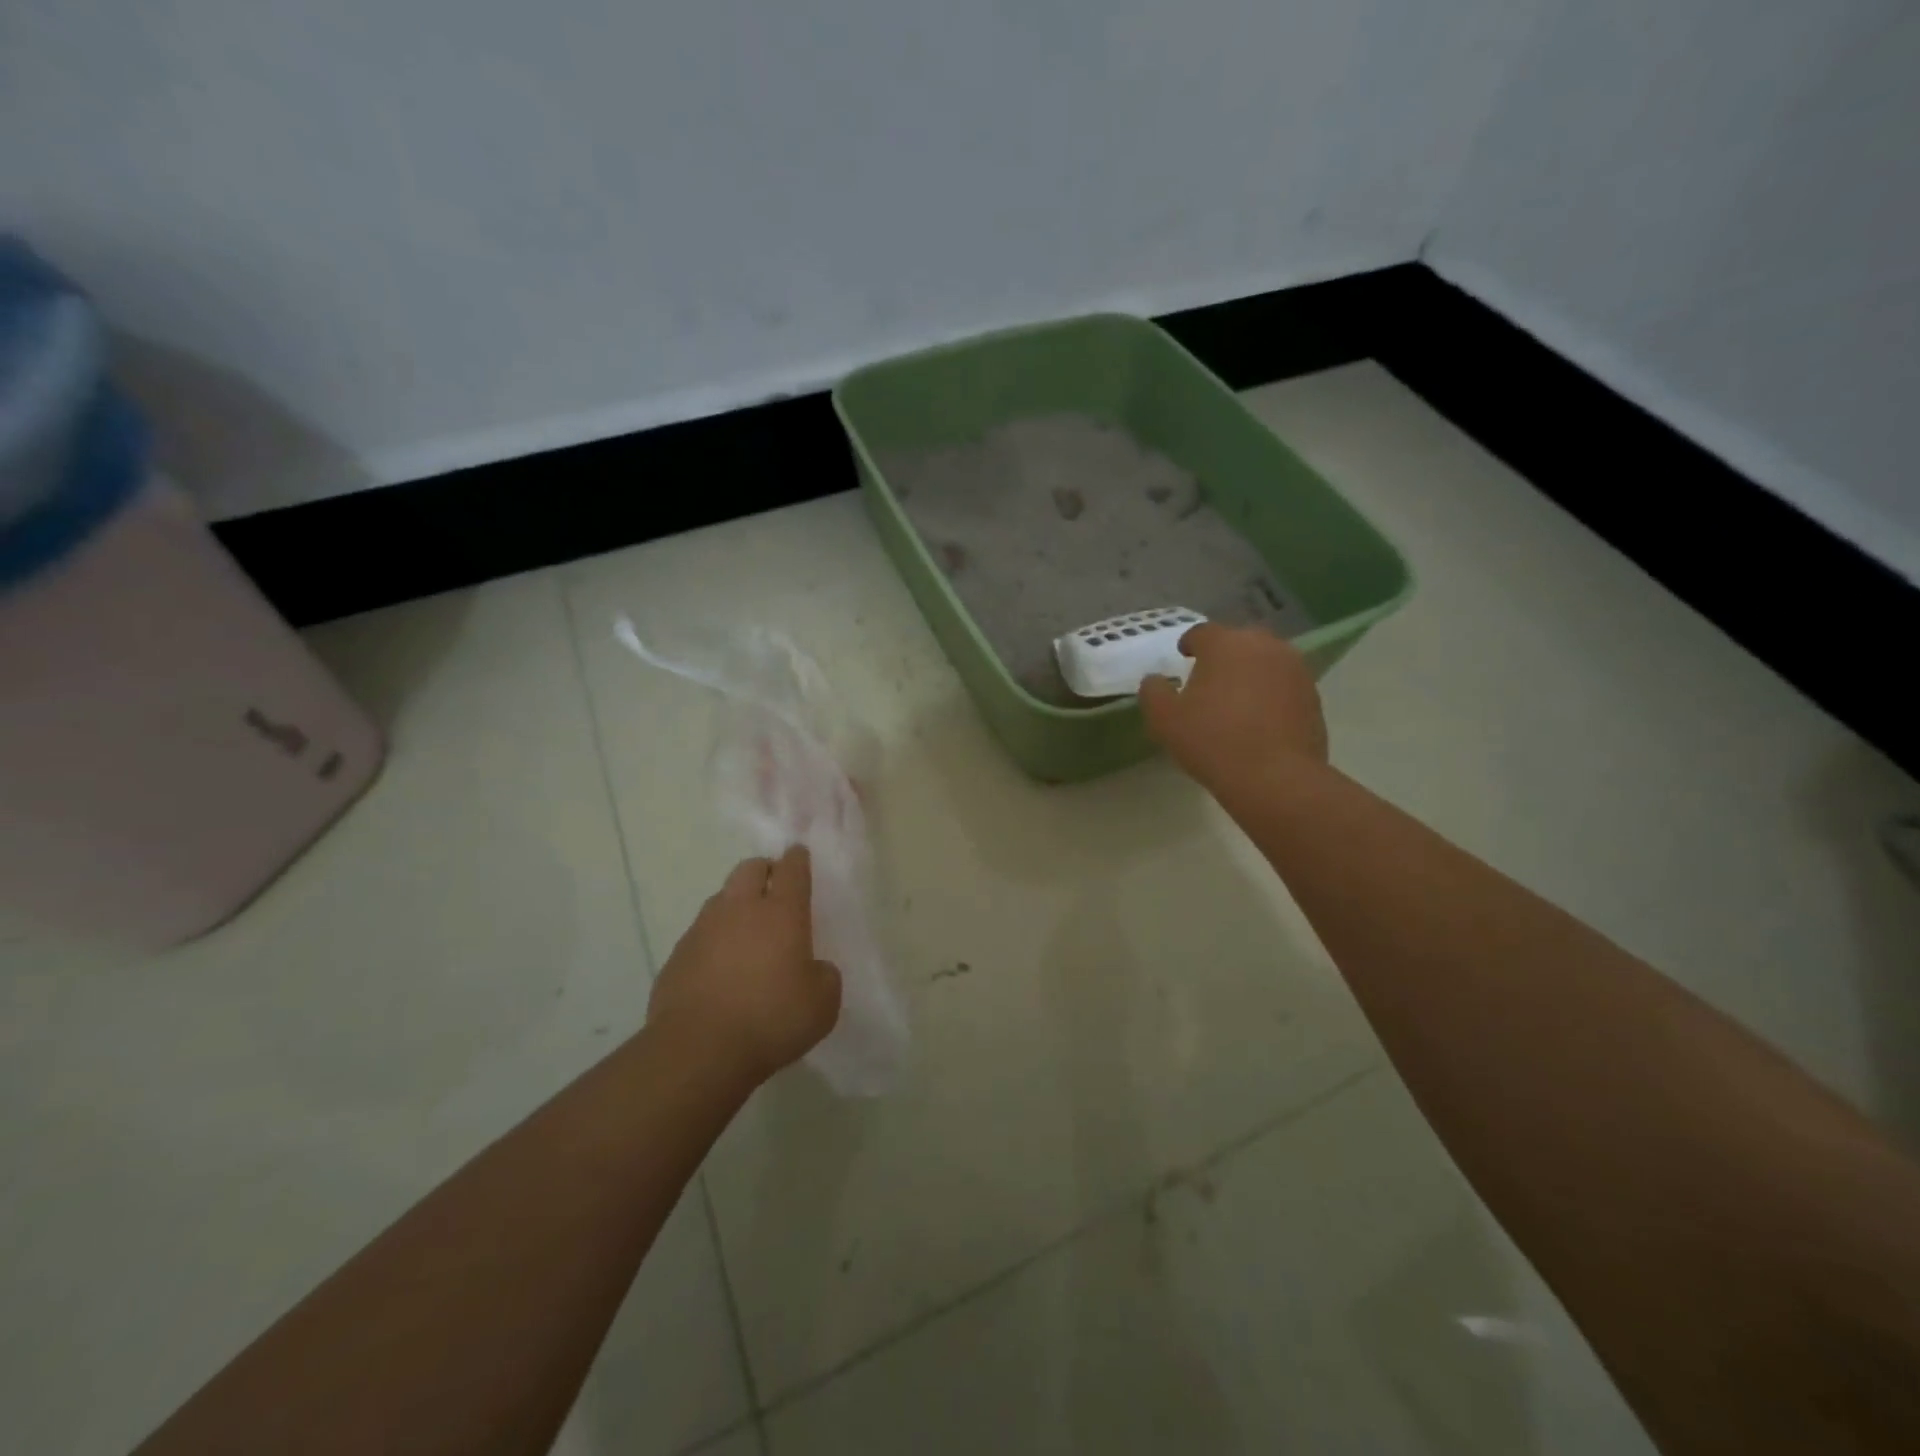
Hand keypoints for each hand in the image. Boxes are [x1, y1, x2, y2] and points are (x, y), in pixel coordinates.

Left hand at [647, 847, 841, 1083]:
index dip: (798, 859)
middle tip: (774, 890)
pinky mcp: (676, 955)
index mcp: (782, 913)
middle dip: (764, 871)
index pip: (792, 869)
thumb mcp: (822, 1004)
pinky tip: (719, 968)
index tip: (800, 856)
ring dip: (736, 904)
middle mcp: (740, 909)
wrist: (698, 1051)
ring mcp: (702, 929)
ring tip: (746, 932)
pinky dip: (713, 940)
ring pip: (721, 898)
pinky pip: (699, 934)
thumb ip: (824, 976)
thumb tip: (813, 968)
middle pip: (750, 868)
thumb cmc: (771, 1020)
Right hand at [1138, 623, 1327, 792]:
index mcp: (1225, 644)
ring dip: (1251, 673)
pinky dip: (1271, 693)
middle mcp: (1264, 646)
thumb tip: (1155, 680)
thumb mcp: (1164, 720)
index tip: (1183, 656)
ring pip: (1266, 661)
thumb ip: (1153, 692)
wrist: (1276, 778)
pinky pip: (1284, 685)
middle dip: (1224, 655)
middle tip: (1210, 679)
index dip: (1190, 643)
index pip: (1202, 632)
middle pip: (1239, 641)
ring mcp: (1295, 670)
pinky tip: (1260, 719)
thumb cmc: (1213, 741)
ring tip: (1237, 699)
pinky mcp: (1313, 696)